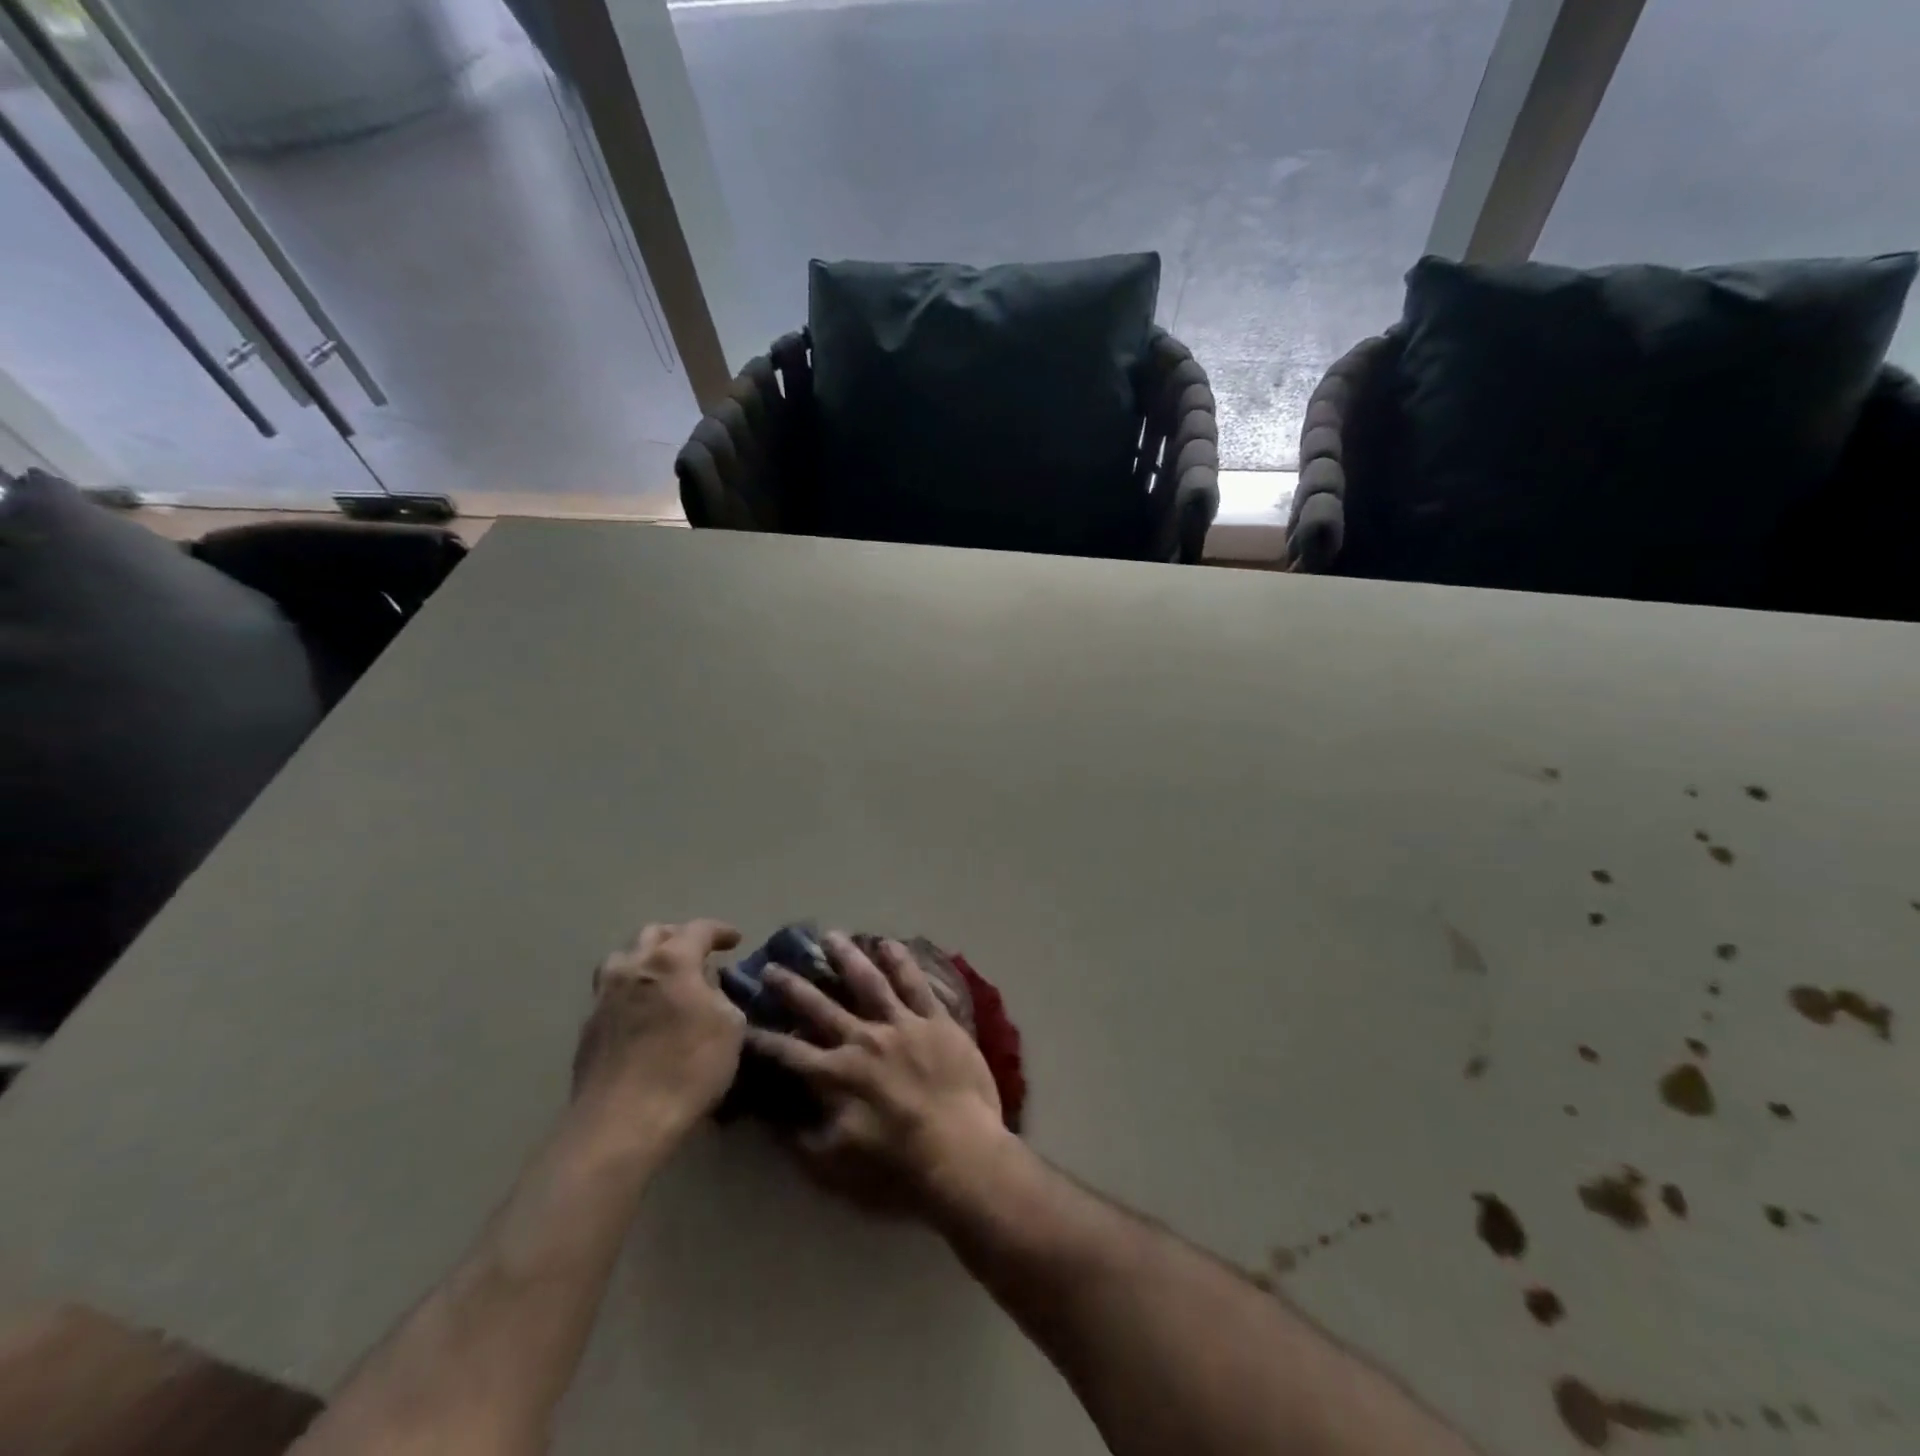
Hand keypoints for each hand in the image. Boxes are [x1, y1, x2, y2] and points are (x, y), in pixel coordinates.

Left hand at [572, 919, 745, 1139]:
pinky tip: (645, 1013)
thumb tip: (709, 988)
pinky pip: (612, 993)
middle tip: (698, 954)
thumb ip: (722, 996)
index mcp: (671, 961)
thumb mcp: (730, 1027)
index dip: (720, 931)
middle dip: (679, 938)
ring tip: (665, 979)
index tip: (735, 940)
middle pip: (654, 934)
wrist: (622, 1123)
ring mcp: (603, 997)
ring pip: (623, 959)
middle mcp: (632, 968)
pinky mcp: (587, 1029)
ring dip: (647, 960)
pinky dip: (632, 991)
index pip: (699, 929)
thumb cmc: (687, 1068)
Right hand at [749, 931, 1010, 1217]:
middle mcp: (863, 1040)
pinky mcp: (936, 1021)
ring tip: (830, 936)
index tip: (741, 1023)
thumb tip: (773, 1117)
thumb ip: (801, 1141)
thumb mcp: (834, 1170)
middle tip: (772, 966)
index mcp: (836, 1076)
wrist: (961, 1154)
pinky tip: (888, 943)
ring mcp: (902, 1025)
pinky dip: (901, 961)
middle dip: (792, 987)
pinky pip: (915, 984)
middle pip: (821, 1007)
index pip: (788, 1053)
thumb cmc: (897, 1170)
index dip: (762, 1039)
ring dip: (846, 957)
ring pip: (868, 982)